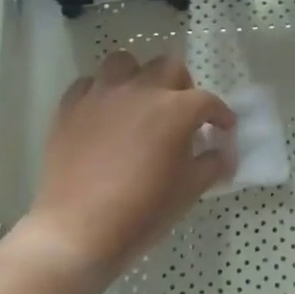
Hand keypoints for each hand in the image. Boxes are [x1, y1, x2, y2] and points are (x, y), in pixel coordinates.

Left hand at [25, 53, 235, 274]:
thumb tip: (224, 153)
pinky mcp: (70, 108)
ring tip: (140, 102)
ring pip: (124, 63)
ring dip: (138, 77)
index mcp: (175, 110)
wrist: (79, 230)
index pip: (208, 100)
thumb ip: (212, 164)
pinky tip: (105, 114)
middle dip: (182, 85)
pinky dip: (102, 93)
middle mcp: (140, 91)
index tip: (224, 128)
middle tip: (182, 113)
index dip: (221, 114)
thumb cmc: (143, 211)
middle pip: (168, 66)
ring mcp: (101, 96)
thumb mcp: (190, 191)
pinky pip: (88, 85)